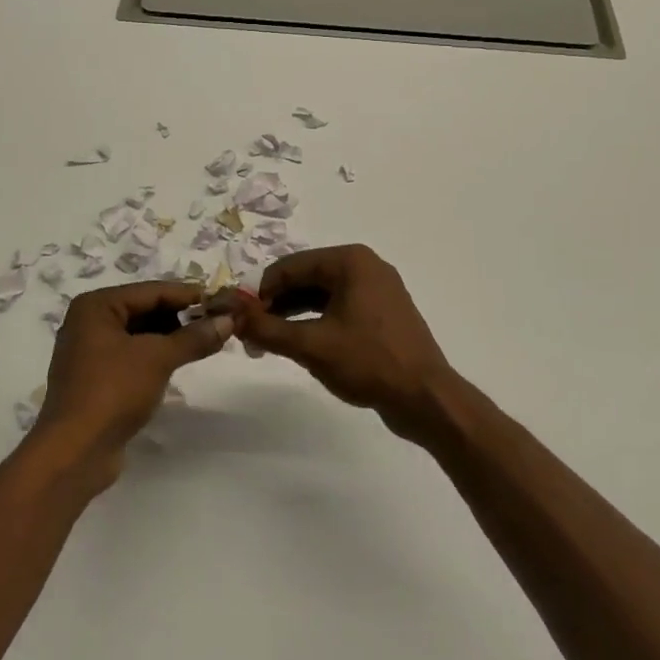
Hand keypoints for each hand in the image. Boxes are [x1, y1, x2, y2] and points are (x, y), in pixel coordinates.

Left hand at [28, 282, 240, 488]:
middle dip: (180, 317)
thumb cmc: (113, 391)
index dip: (188, 295)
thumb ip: (193, 337)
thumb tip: (227, 321)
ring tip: (204, 342)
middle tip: (217, 322)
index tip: (221, 299)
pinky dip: (155, 356)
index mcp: (96, 306)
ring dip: (169, 337)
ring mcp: (90, 351)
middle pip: (144, 309)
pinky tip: (179, 362)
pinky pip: (132, 355)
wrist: (75, 452)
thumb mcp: (158, 358)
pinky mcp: (96, 378)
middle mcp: (89, 322)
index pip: (151, 291)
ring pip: (139, 334)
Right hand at [238, 246, 457, 439]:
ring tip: (270, 341)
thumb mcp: (311, 345)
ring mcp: (377, 289)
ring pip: (321, 294)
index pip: (290, 266)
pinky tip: (300, 343)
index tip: (240, 318)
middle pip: (305, 277)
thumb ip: (267, 329)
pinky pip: (339, 307)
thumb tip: (232, 318)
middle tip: (252, 334)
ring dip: (293, 314)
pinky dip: (316, 321)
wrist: (426, 398)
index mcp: (349, 261)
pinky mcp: (382, 313)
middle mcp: (364, 266)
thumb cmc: (369, 362)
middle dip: (276, 304)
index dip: (261, 291)